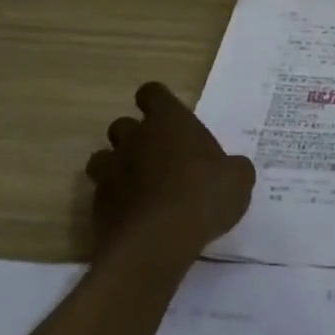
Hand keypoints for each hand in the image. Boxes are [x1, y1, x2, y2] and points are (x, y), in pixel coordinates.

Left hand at [86, 82, 254, 263]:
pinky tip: (133, 217)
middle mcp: (135, 138)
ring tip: (138, 186)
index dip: (157, 103)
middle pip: (122, 124)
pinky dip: (114, 202)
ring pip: (102, 157)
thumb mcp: (238, 179)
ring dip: (117, 167)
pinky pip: (101, 194)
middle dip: (135, 138)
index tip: (168, 119)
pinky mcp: (97, 205)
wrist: (157, 242)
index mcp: (169, 121)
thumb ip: (232, 168)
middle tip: (158, 157)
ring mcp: (111, 170)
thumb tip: (231, 170)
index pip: (152, 93)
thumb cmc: (203, 196)